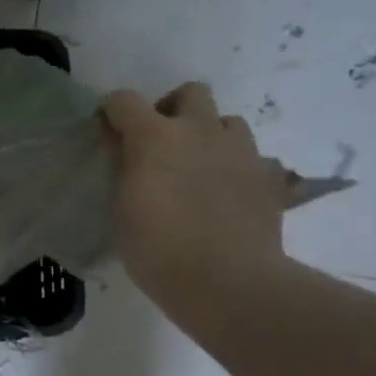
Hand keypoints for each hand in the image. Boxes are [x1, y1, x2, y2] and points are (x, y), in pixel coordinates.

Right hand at [99, 84, 290, 314]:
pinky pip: (250, 158)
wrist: (228, 282)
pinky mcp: (267, 176)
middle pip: (190, 93)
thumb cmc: (158, 250)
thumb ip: (123, 170)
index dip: (112, 112)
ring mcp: (239, 151)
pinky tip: (225, 195)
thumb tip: (124, 150)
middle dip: (172, 109)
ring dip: (209, 135)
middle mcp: (199, 131)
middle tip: (162, 144)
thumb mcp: (121, 211)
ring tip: (198, 168)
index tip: (108, 133)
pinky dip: (234, 167)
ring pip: (226, 121)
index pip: (124, 100)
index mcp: (154, 138)